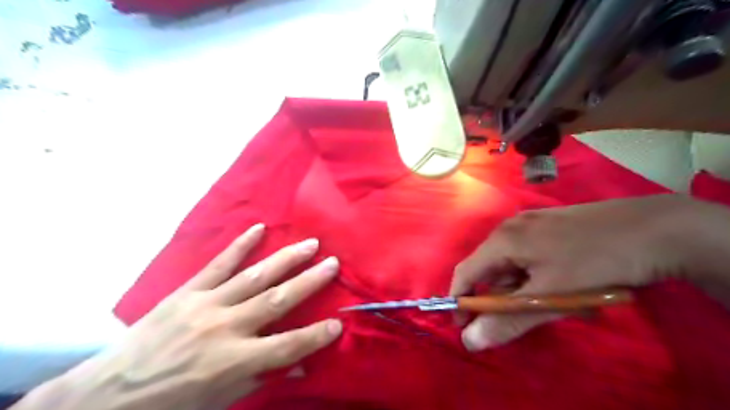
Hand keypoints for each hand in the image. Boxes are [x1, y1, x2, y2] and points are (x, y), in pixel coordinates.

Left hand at [17, 224, 342, 409]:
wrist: (107, 396)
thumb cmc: (172, 404)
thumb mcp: (221, 402)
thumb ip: (262, 378)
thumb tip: (301, 366)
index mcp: (233, 362)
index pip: (287, 346)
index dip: (315, 336)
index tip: (339, 322)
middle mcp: (224, 328)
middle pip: (277, 300)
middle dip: (310, 281)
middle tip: (333, 263)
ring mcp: (206, 305)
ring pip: (255, 276)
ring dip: (286, 259)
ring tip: (310, 244)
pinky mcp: (188, 291)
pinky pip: (218, 264)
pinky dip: (240, 245)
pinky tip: (258, 228)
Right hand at [451, 196, 729, 352]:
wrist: (655, 228)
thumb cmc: (595, 261)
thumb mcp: (550, 296)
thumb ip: (508, 321)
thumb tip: (471, 342)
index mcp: (503, 240)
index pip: (466, 272)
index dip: (460, 301)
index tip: (464, 327)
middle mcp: (510, 228)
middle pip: (489, 269)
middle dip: (499, 297)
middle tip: (521, 319)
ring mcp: (531, 224)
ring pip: (512, 264)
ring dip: (522, 289)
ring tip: (553, 303)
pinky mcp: (549, 226)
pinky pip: (529, 256)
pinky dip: (535, 277)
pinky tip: (562, 285)